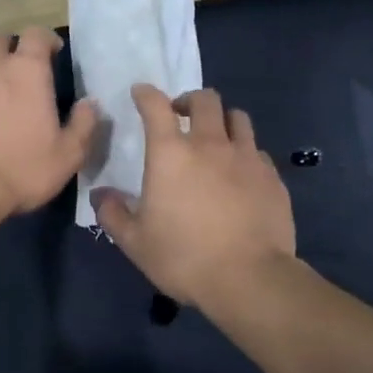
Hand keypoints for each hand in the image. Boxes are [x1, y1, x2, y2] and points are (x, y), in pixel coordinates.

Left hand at [0, 27, 96, 218]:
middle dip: (12, 49)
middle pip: (1, 40)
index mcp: (27, 71)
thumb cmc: (21, 170)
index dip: (46, 39)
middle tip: (20, 70)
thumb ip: (83, 124)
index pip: (36, 34)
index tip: (52, 52)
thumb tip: (90, 103)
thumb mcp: (68, 155)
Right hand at [93, 86, 296, 307]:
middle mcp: (210, 144)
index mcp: (171, 154)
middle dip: (189, 100)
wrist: (249, 279)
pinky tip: (240, 173)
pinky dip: (245, 152)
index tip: (140, 94)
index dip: (146, 94)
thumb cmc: (183, 258)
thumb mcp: (135, 243)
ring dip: (222, 120)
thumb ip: (113, 214)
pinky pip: (257, 150)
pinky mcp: (273, 177)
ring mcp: (247, 157)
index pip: (156, 106)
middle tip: (180, 116)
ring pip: (237, 118)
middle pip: (205, 99)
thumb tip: (100, 195)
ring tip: (215, 138)